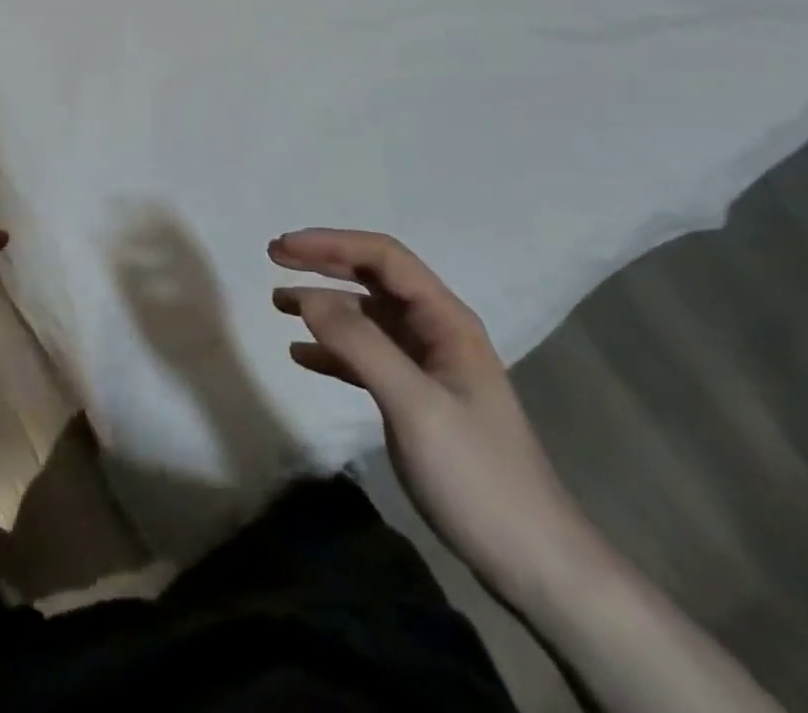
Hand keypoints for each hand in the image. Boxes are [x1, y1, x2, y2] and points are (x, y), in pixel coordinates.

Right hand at [270, 228, 601, 606]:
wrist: (532, 563)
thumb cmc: (476, 475)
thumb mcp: (415, 405)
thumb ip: (361, 345)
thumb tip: (308, 297)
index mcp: (445, 319)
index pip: (384, 258)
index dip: (332, 244)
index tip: (285, 247)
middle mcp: (435, 331)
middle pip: (374, 279)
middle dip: (325, 264)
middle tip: (275, 257)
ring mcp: (426, 365)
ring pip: (367, 318)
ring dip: (324, 306)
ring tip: (278, 304)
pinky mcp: (416, 399)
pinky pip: (367, 358)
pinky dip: (333, 351)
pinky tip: (302, 356)